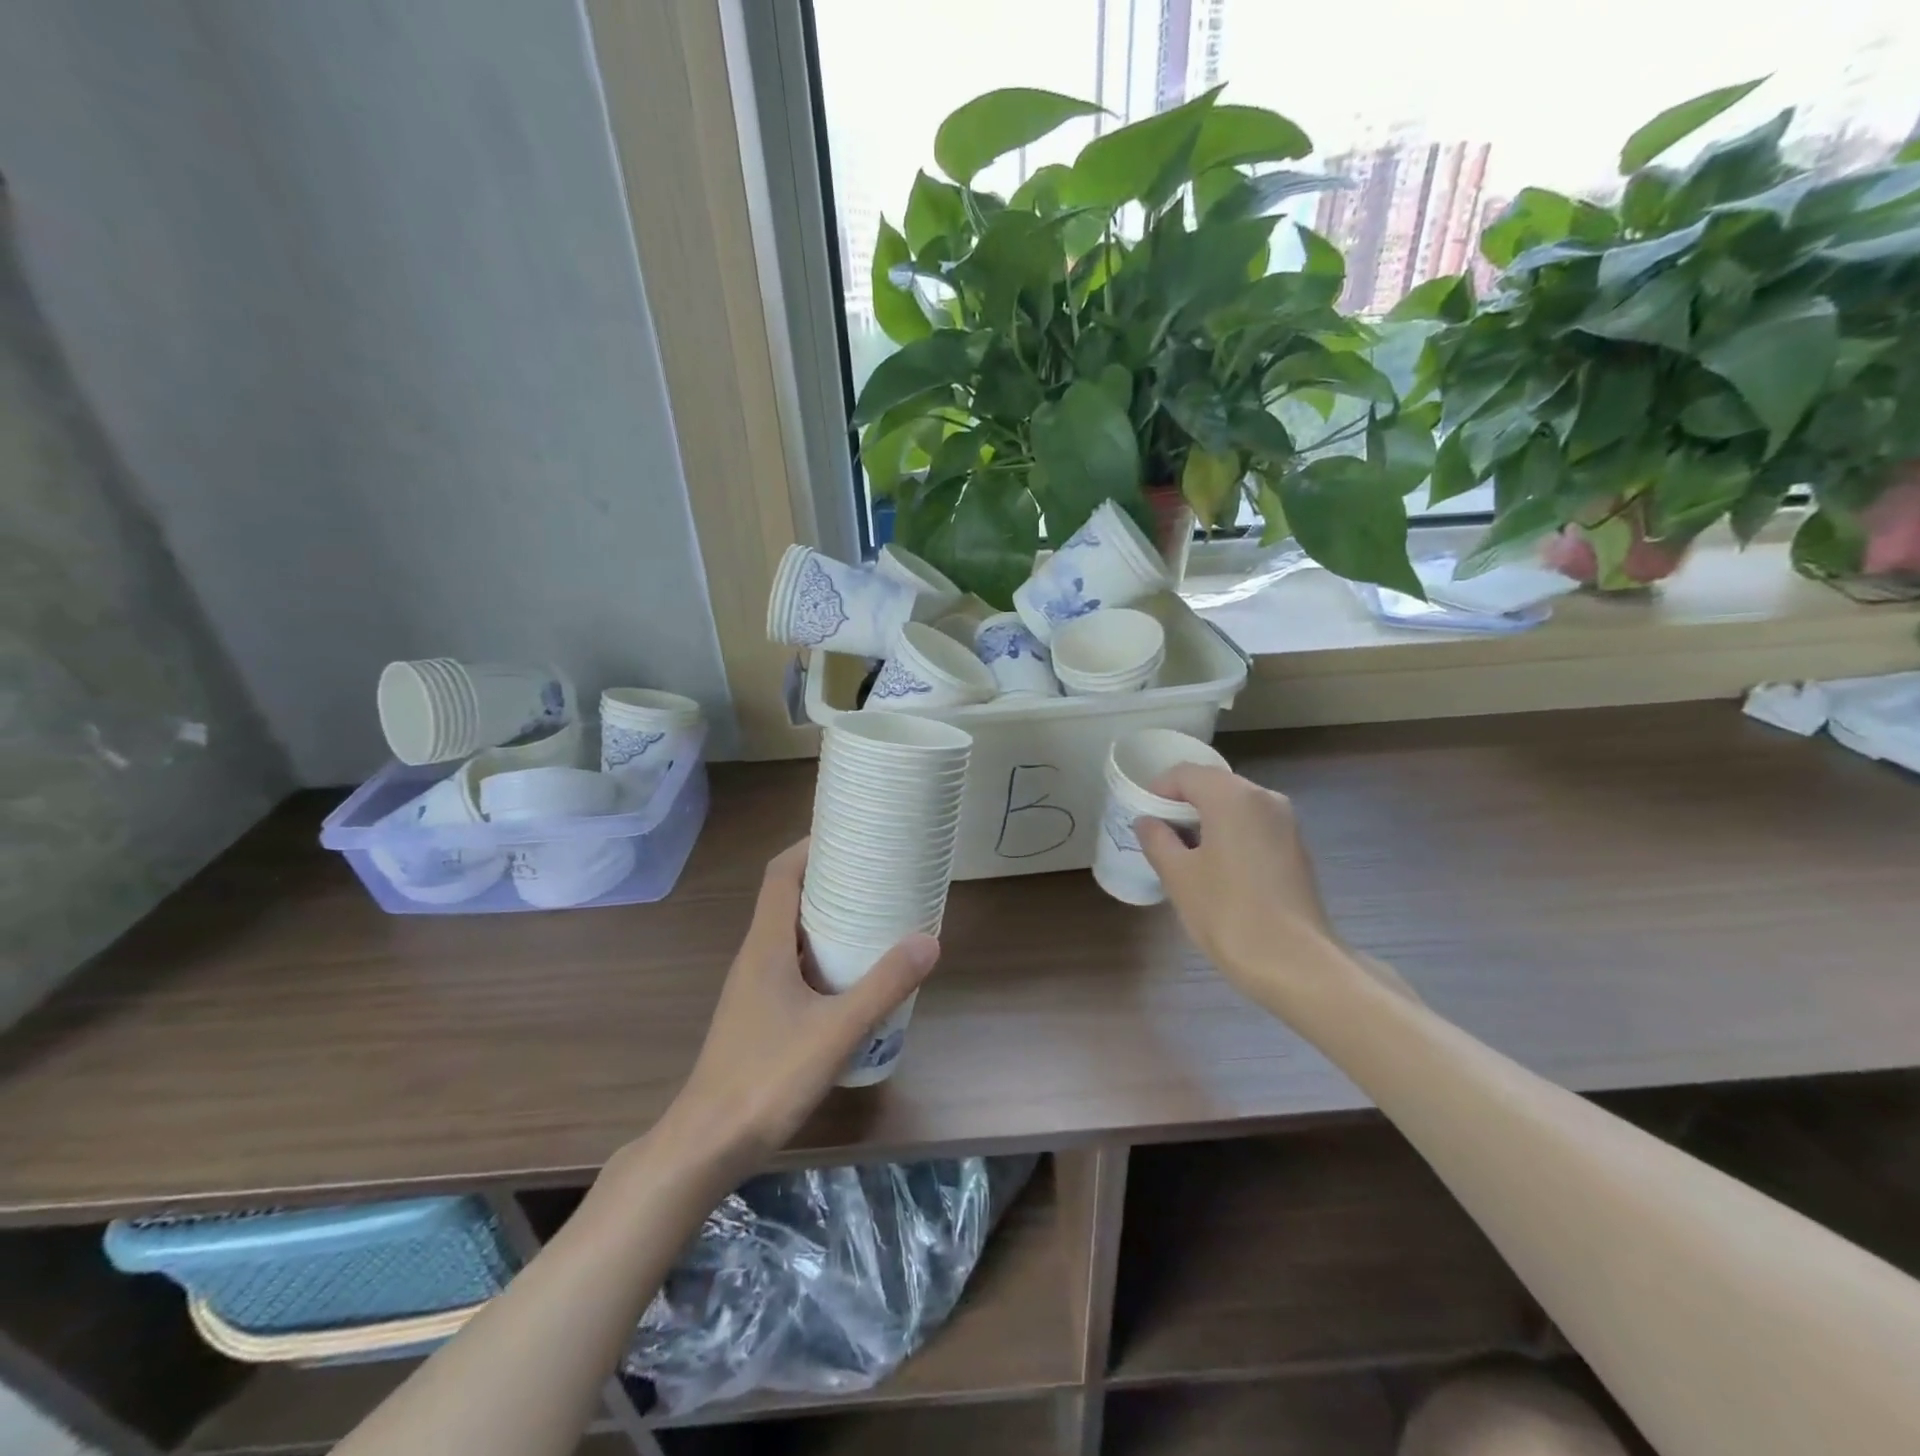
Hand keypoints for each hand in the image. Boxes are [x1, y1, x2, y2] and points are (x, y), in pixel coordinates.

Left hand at [659, 839, 938, 1171]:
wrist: (707, 1144)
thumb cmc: (766, 1078)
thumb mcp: (835, 1030)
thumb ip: (883, 986)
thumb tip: (929, 940)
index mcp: (766, 946)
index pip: (781, 875)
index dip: (810, 847)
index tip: (848, 834)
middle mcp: (755, 956)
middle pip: (788, 899)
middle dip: (828, 879)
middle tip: (875, 873)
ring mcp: (753, 987)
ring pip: (791, 934)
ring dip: (826, 918)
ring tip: (872, 915)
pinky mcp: (758, 1014)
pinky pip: (792, 964)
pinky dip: (821, 954)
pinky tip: (851, 975)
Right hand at [1134, 765, 1345, 992]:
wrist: (1294, 962)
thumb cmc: (1227, 912)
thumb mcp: (1178, 875)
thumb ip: (1157, 839)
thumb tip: (1147, 822)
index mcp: (1232, 796)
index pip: (1185, 774)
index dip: (1157, 790)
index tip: (1141, 818)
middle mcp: (1264, 798)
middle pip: (1213, 785)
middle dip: (1182, 804)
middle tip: (1159, 836)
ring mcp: (1285, 822)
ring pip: (1235, 806)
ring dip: (1206, 820)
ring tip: (1185, 856)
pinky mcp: (1296, 848)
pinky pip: (1253, 826)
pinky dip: (1230, 834)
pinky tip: (1217, 869)